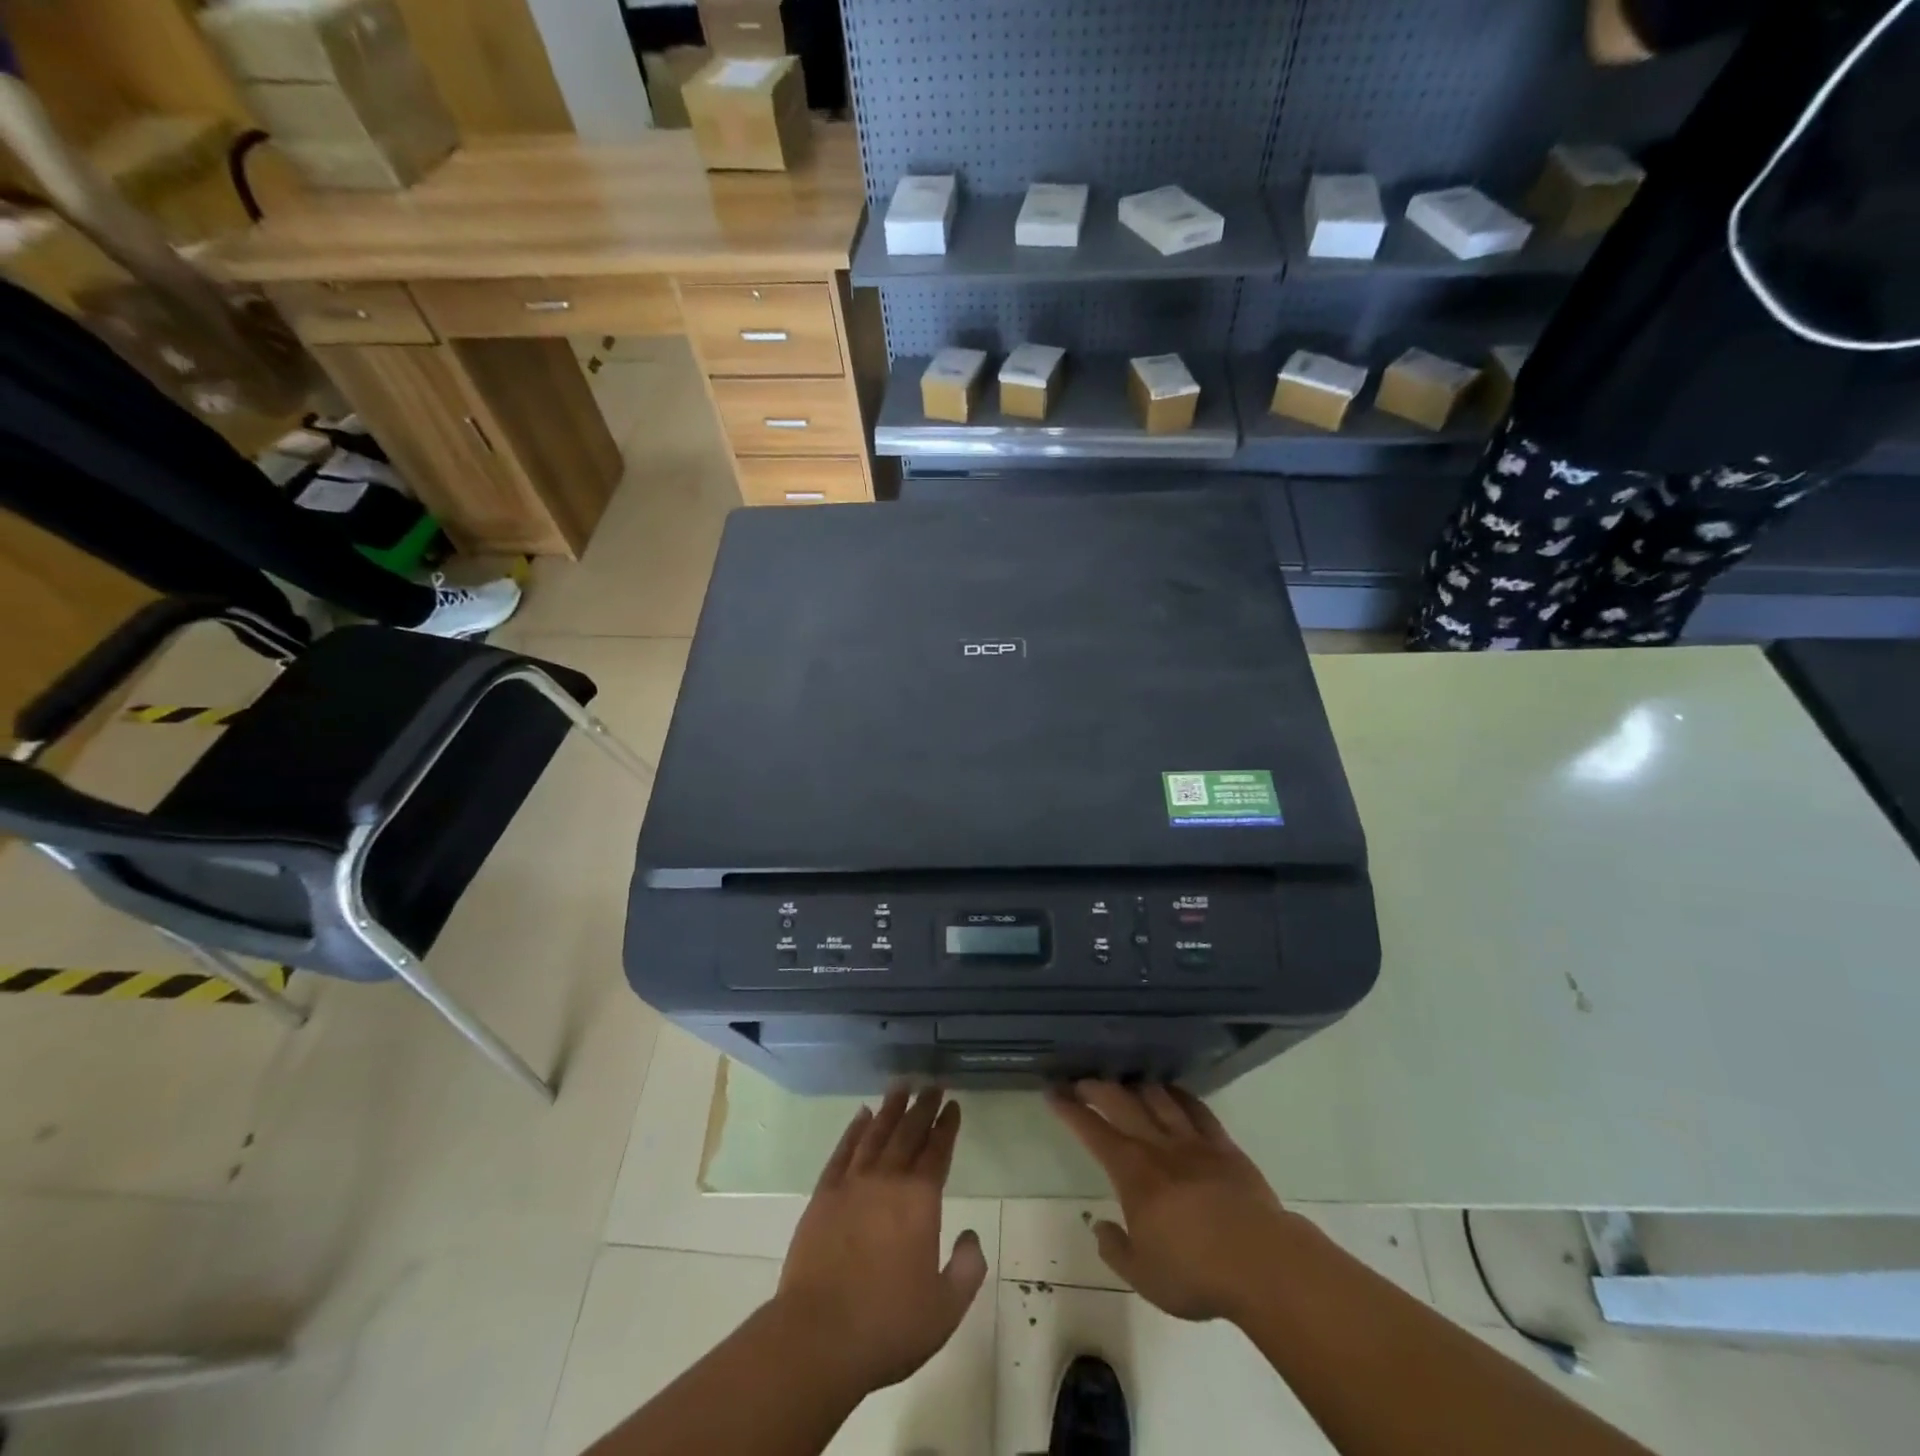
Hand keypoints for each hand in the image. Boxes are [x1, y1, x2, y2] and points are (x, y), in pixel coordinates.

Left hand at [775, 1087, 986, 1392]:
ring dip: (890, 1108)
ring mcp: (852, 1184)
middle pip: (908, 1132)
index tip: (953, 1104)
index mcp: (920, 1201)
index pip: (937, 1151)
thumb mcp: (945, 1308)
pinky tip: (861, 1115)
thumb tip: (971, 1236)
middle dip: (922, 1107)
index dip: (947, 1126)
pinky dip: (853, 1130)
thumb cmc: (888, 1326)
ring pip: (875, 1134)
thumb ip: (967, 1268)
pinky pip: (842, 1151)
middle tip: (931, 1084)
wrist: (818, 1337)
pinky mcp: (823, 1196)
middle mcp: (887, 1180)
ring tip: (900, 1085)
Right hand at [1049, 1080, 1309, 1323]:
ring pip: (1158, 1098)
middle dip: (1097, 1087)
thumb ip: (1116, 1249)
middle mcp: (1157, 1146)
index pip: (1092, 1130)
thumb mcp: (1144, 1276)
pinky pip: (1197, 1110)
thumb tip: (1100, 1227)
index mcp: (1132, 1172)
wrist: (1261, 1262)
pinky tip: (1173, 1092)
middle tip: (1082, 1080)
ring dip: (1137, 1086)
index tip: (1053, 1092)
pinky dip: (1180, 1095)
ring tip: (1127, 1082)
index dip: (1070, 1109)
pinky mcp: (1224, 1146)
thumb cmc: (1196, 1273)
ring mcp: (1193, 1142)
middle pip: (1121, 1102)